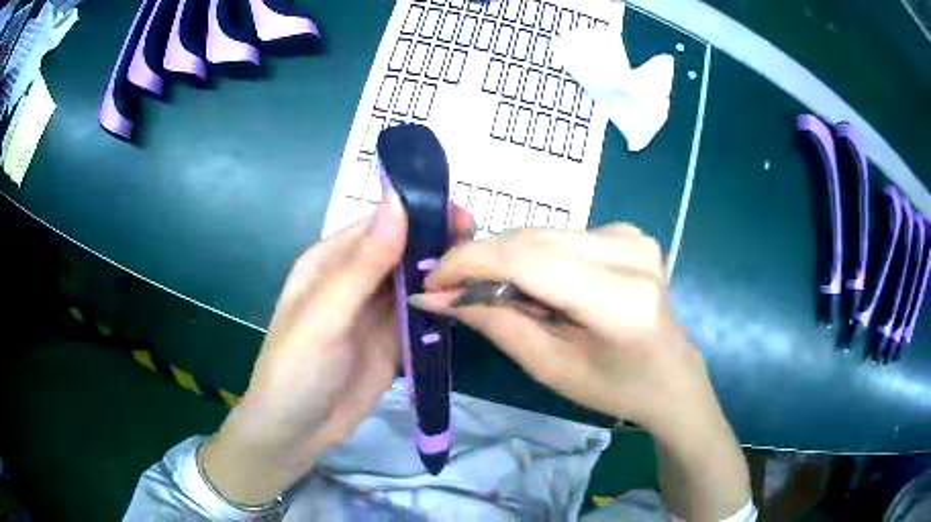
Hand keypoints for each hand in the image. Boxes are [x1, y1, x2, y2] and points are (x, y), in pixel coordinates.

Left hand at [201, 193, 470, 504]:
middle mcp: (356, 279)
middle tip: (482, 247)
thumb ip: (362, 264)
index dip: (419, 215)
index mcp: (332, 261)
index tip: (462, 216)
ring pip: (416, 282)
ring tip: (484, 273)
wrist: (297, 432)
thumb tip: (397, 201)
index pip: (381, 224)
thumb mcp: (325, 315)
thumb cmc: (297, 369)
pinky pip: (422, 316)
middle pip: (404, 251)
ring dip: (445, 275)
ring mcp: (376, 312)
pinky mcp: (393, 341)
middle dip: (439, 244)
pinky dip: (442, 309)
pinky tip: (468, 304)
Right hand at [412, 224, 749, 519]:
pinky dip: (533, 256)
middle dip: (482, 260)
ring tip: (493, 293)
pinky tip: (534, 285)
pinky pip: (560, 235)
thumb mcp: (550, 366)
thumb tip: (436, 295)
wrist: (671, 374)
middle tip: (450, 287)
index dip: (470, 262)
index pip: (527, 259)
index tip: (432, 279)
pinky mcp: (628, 231)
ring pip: (542, 233)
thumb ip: (494, 323)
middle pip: (531, 239)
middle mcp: (629, 252)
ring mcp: (632, 235)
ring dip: (506, 259)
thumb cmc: (615, 386)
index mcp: (618, 298)